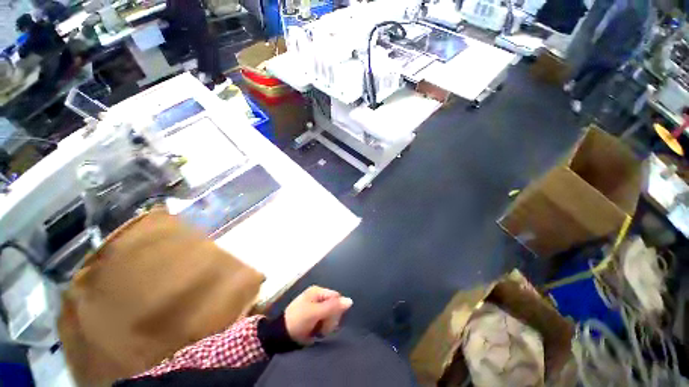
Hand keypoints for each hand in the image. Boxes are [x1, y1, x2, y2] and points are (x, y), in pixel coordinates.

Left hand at [284, 286, 352, 344]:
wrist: (281, 335)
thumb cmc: (298, 320)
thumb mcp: (315, 313)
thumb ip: (332, 307)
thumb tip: (350, 300)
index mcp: (317, 291)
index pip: (336, 297)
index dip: (336, 309)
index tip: (329, 319)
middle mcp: (318, 296)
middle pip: (334, 306)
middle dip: (330, 318)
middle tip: (321, 327)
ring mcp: (316, 307)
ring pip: (331, 315)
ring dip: (326, 325)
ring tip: (317, 330)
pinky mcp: (314, 316)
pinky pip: (325, 320)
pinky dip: (322, 327)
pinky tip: (316, 332)